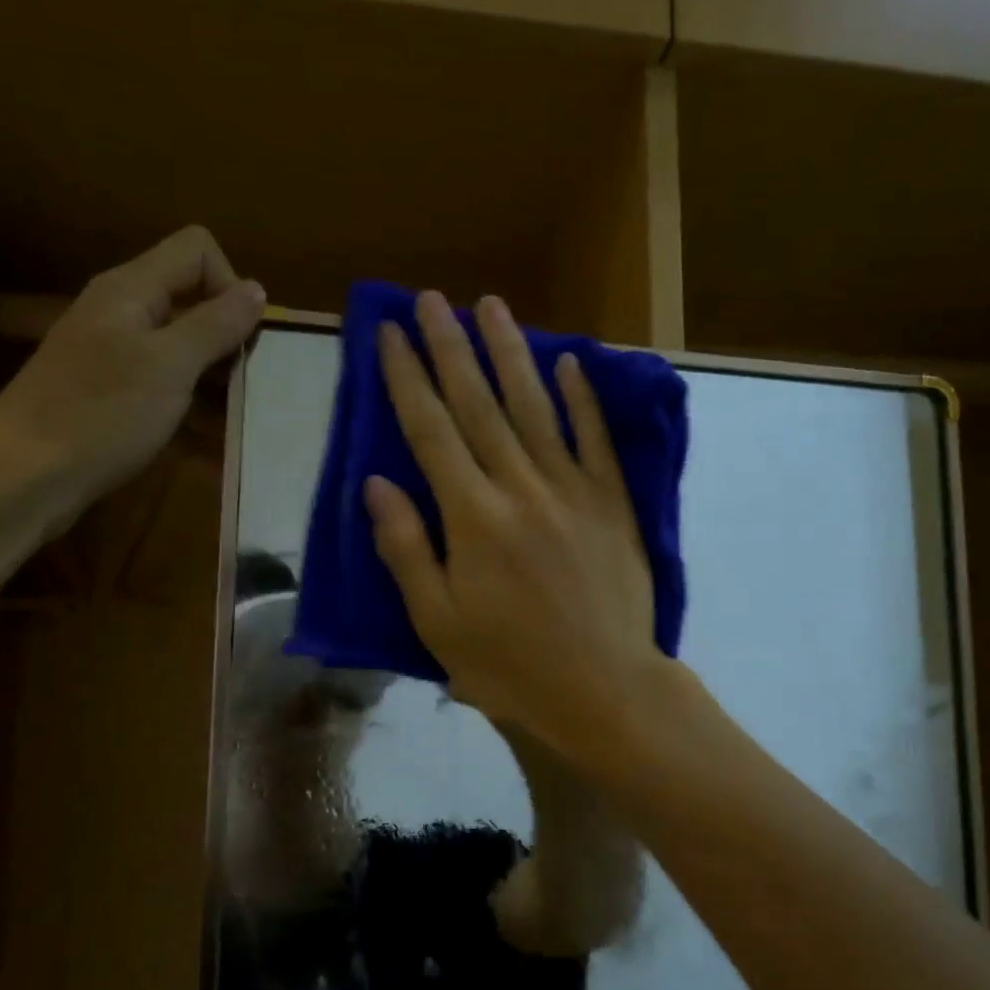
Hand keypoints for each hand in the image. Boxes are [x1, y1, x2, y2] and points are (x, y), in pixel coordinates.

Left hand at [0, 226, 264, 536]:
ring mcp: (112, 349)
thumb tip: (257, 289)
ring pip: (182, 341)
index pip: (197, 250)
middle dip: (227, 333)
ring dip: (213, 372)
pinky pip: (165, 377)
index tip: (242, 338)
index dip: (230, 284)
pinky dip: (190, 398)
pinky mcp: (109, 386)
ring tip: (230, 413)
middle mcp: (120, 308)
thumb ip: (215, 324)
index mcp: (131, 289)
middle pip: (192, 295)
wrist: (26, 477)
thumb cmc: (101, 416)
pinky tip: (204, 436)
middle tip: (243, 382)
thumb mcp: (170, 367)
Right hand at [365, 291, 662, 762]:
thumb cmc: (511, 666)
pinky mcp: (613, 504)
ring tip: (491, 307)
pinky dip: (582, 398)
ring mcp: (573, 491)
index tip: (389, 333)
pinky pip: (595, 440)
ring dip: (511, 353)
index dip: (407, 378)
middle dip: (450, 347)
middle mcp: (520, 488)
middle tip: (431, 299)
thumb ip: (406, 548)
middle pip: (479, 405)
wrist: (604, 690)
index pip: (430, 431)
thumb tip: (376, 483)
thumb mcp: (438, 622)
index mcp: (472, 518)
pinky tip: (570, 361)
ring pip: (536, 408)